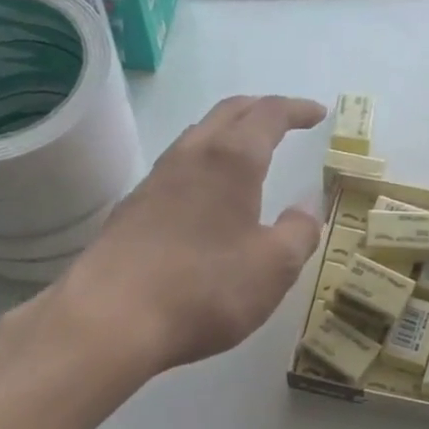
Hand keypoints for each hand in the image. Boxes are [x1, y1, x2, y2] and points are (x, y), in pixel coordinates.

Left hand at [36, 95, 326, 373]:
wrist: (111, 319)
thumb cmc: (205, 289)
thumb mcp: (274, 268)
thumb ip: (299, 232)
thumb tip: (308, 207)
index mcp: (231, 161)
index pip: (269, 115)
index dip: (296, 110)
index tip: (317, 113)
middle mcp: (189, 157)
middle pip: (226, 113)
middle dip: (259, 109)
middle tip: (285, 120)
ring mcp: (154, 182)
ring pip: (195, 138)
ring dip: (226, 134)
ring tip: (246, 152)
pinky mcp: (131, 211)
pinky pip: (175, 170)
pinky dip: (202, 165)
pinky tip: (204, 196)